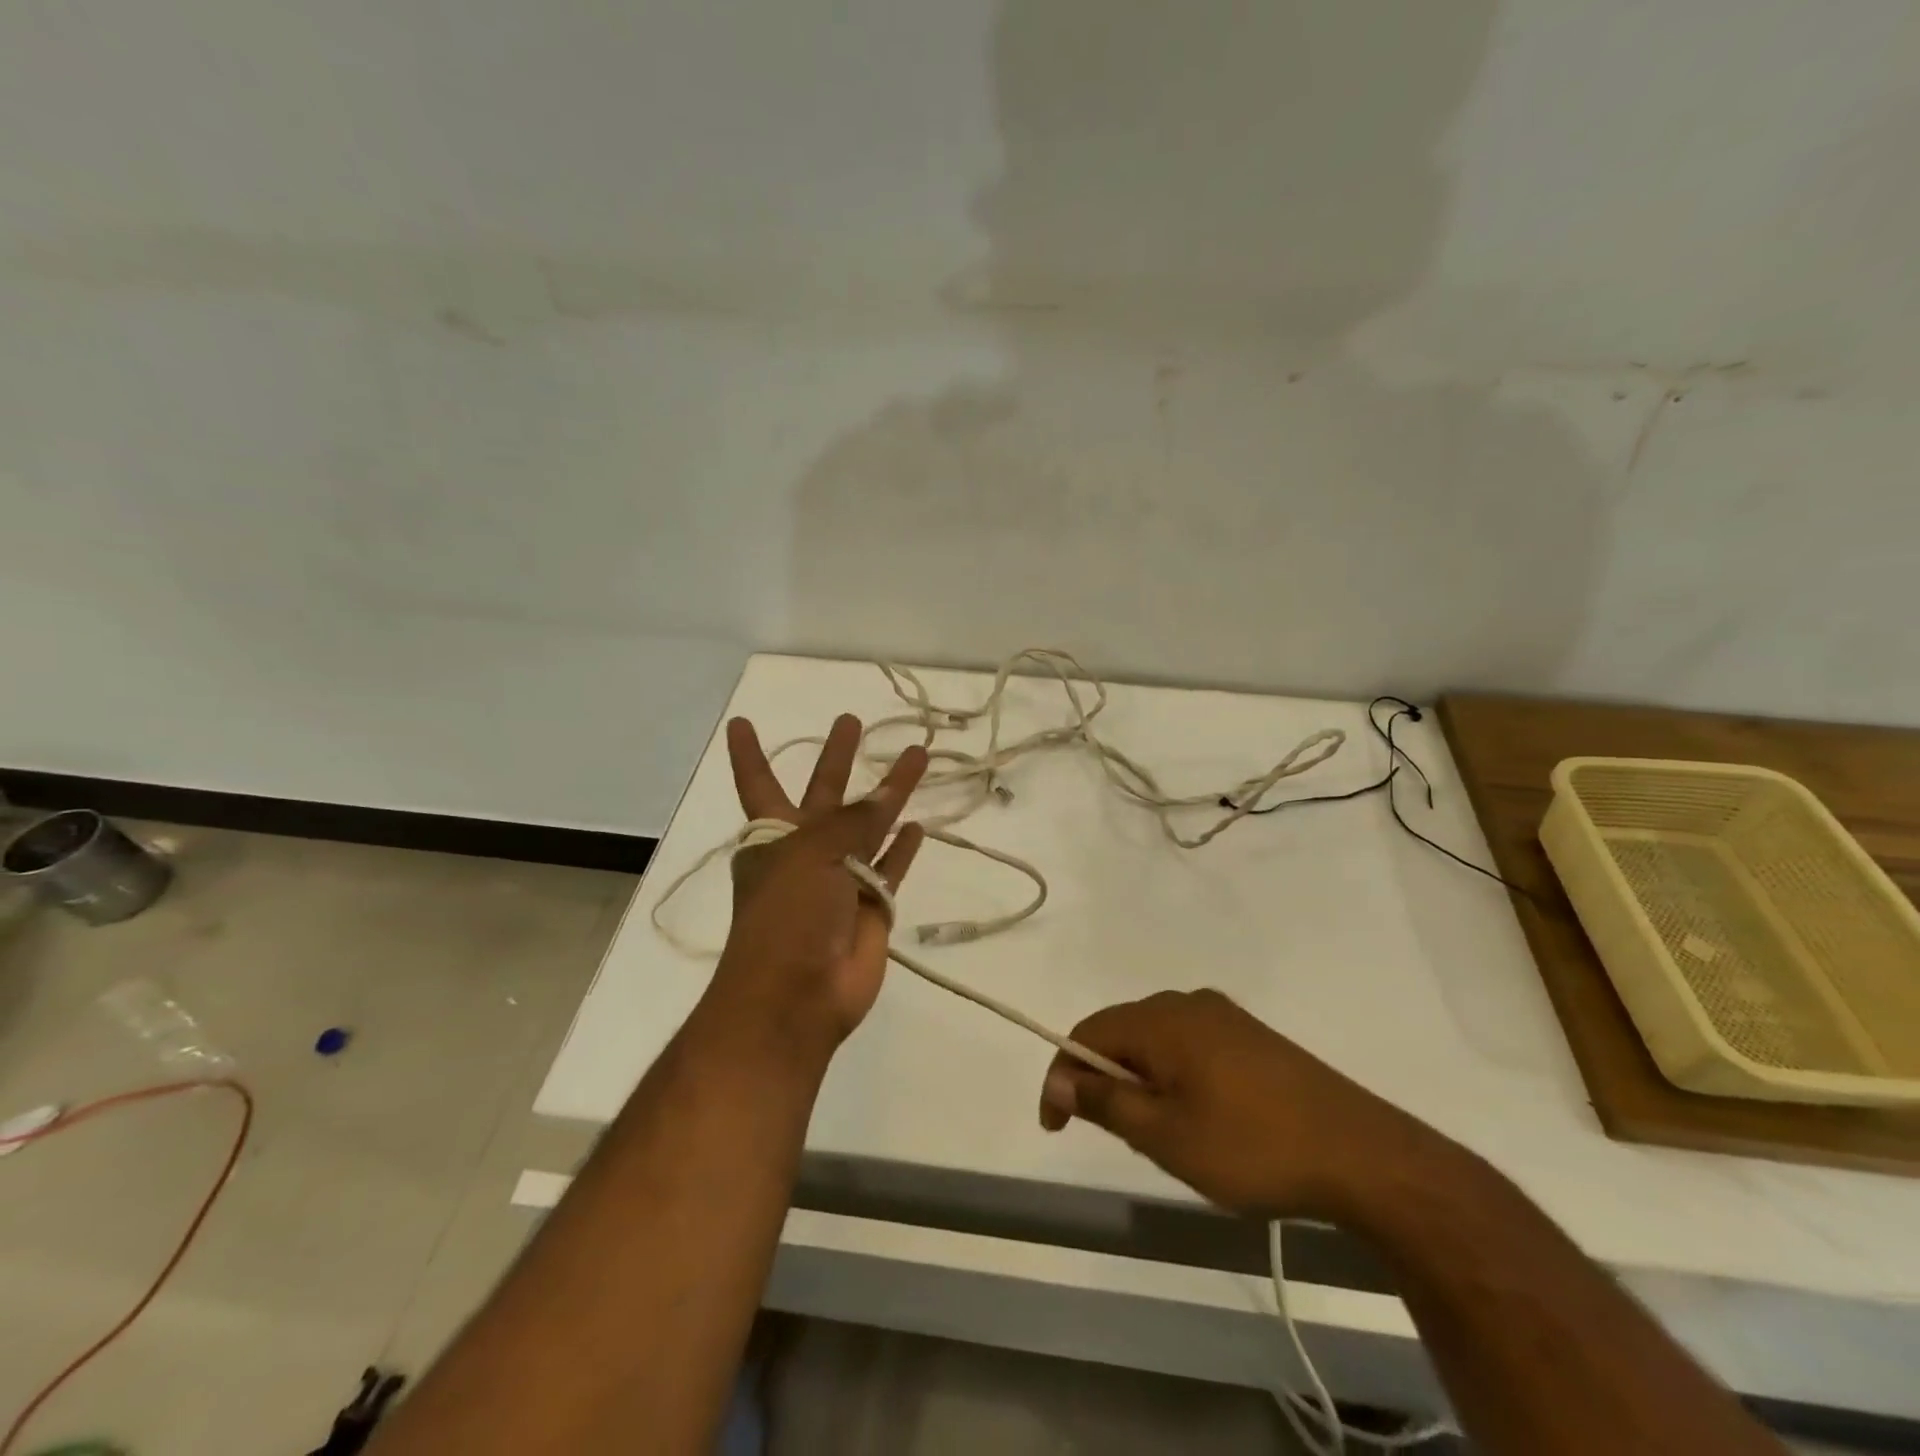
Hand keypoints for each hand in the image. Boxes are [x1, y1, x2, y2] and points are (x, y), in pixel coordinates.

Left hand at [709, 713, 927, 1050]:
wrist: (798, 995)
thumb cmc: (787, 915)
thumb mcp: (811, 853)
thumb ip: (852, 820)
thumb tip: (885, 796)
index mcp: (774, 835)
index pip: (759, 782)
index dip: (749, 753)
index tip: (741, 721)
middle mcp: (806, 850)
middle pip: (825, 793)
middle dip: (837, 758)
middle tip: (851, 720)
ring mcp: (841, 878)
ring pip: (871, 823)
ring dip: (892, 792)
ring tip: (917, 755)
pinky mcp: (872, 905)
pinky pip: (892, 866)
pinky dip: (904, 848)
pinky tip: (919, 825)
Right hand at [1038, 989, 1456, 1221]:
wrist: (1360, 1153)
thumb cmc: (1251, 1145)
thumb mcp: (1165, 1136)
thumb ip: (1105, 1103)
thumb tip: (1060, 1081)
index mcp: (1161, 1019)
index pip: (1088, 1033)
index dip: (1062, 1076)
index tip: (1056, 1126)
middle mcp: (1188, 1003)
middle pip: (1122, 1032)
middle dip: (1104, 1080)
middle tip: (1113, 1136)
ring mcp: (1224, 1016)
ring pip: (1157, 1041)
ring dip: (1140, 1081)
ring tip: (1156, 1134)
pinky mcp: (1251, 1036)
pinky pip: (1190, 1046)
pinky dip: (1174, 1077)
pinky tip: (1198, 1117)